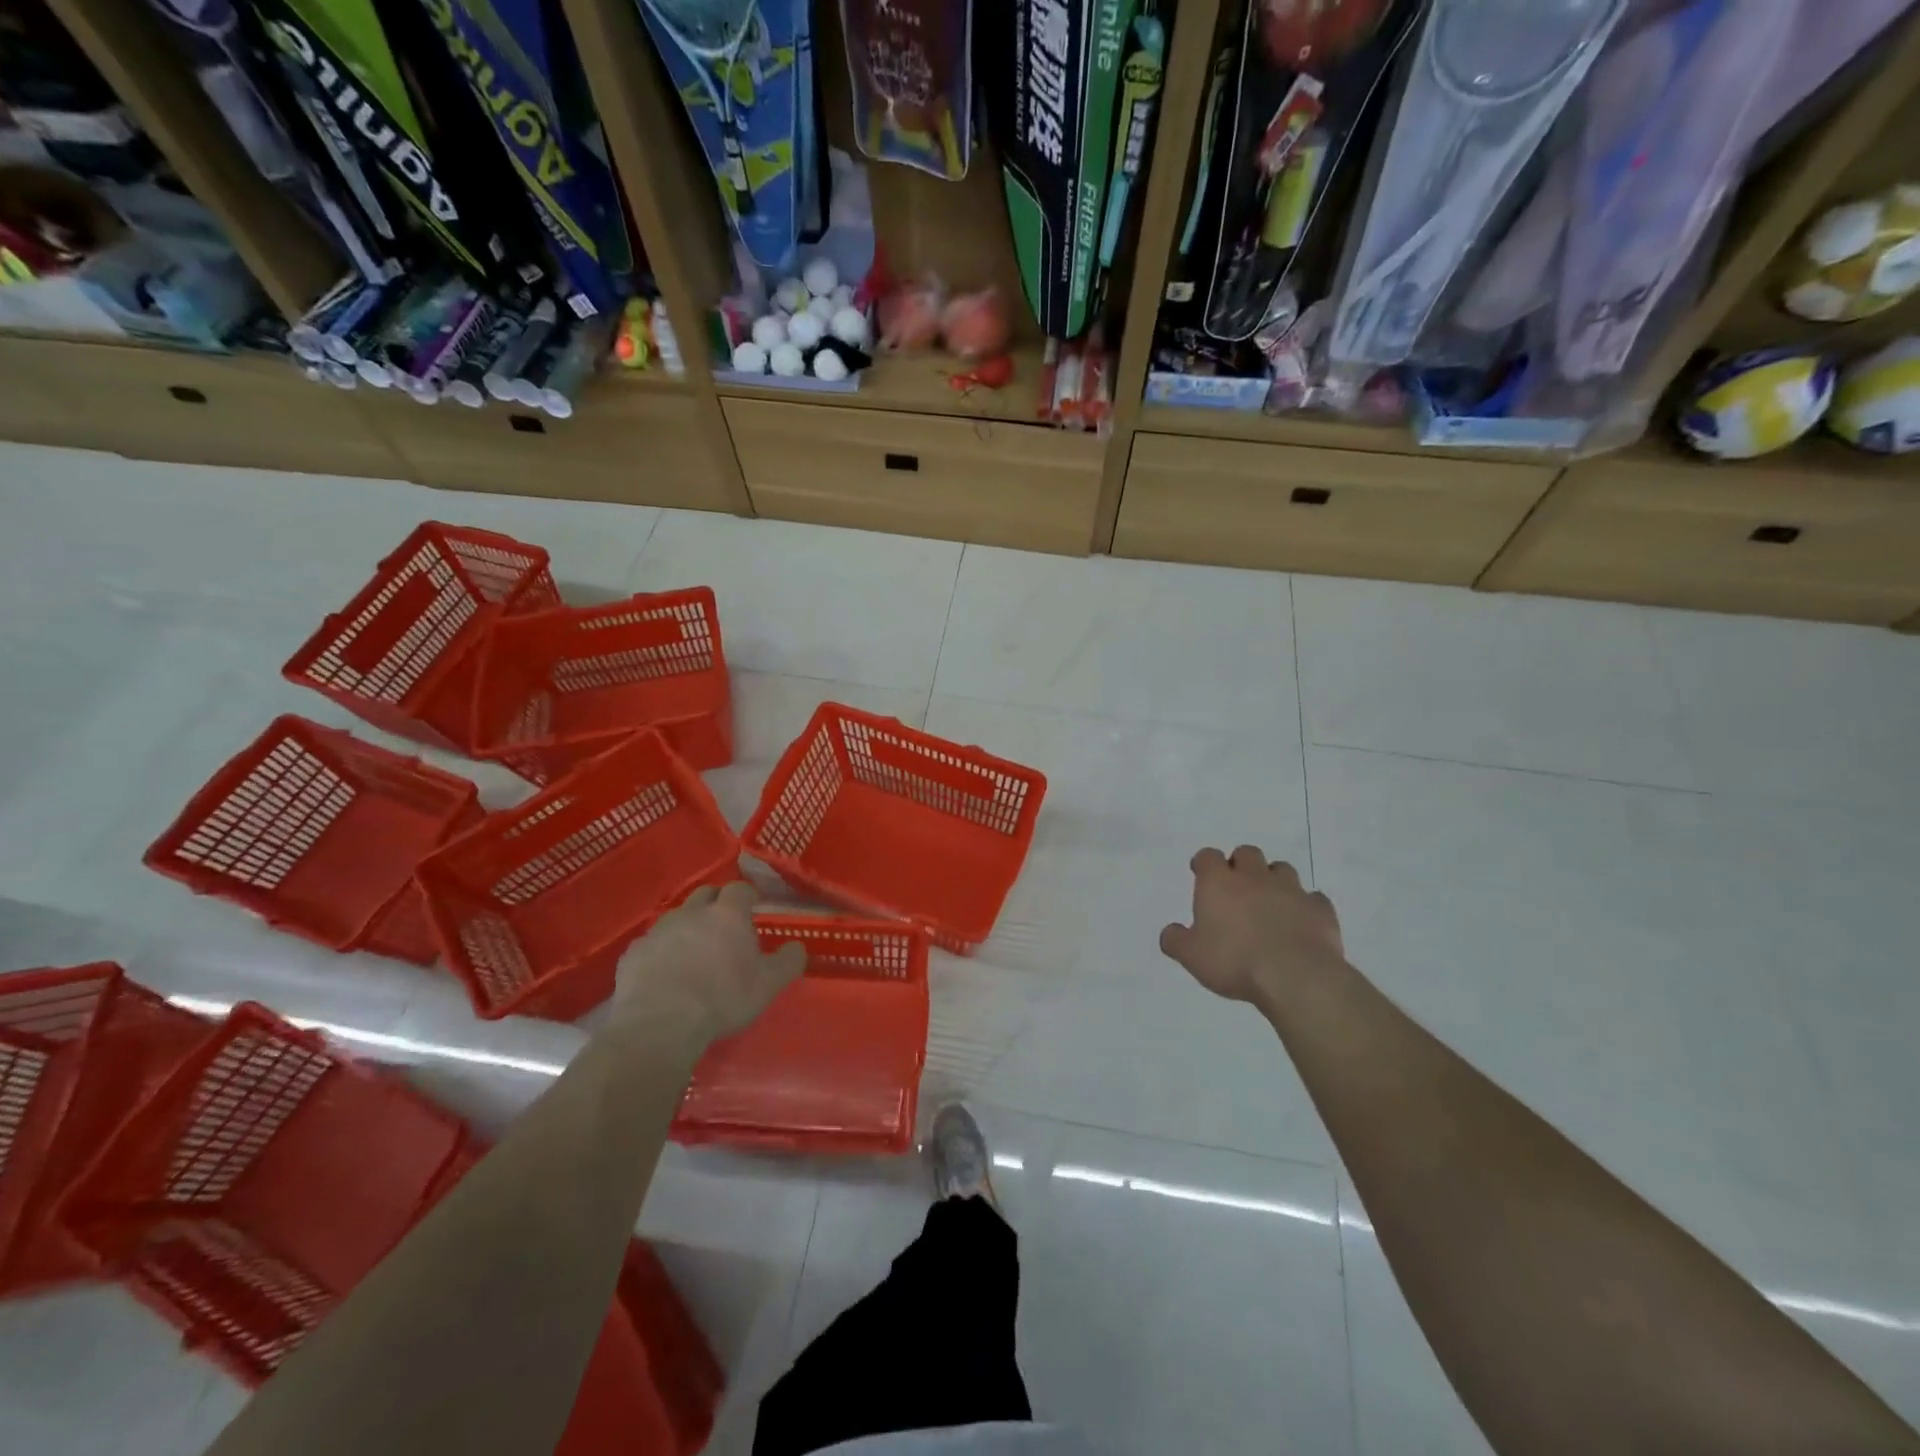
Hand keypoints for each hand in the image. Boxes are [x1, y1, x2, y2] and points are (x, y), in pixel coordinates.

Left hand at [613, 882, 804, 1044]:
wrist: (660, 1023)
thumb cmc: (722, 998)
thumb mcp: (768, 984)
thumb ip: (788, 961)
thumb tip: (797, 947)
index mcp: (727, 914)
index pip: (740, 889)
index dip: (748, 895)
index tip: (755, 906)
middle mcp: (692, 912)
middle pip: (706, 894)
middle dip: (717, 903)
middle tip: (725, 924)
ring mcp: (659, 930)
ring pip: (677, 917)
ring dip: (688, 926)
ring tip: (694, 950)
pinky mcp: (633, 952)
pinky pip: (652, 943)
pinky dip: (662, 950)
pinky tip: (665, 972)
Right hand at [1160, 846, 1343, 1004]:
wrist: (1295, 976)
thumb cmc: (1234, 961)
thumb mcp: (1191, 956)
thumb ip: (1176, 940)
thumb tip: (1170, 933)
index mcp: (1219, 882)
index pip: (1208, 856)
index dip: (1204, 863)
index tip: (1201, 873)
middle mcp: (1254, 877)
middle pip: (1247, 853)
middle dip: (1241, 864)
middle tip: (1237, 887)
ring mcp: (1291, 890)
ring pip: (1282, 869)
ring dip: (1274, 880)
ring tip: (1270, 902)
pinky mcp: (1320, 909)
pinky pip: (1313, 899)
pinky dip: (1305, 906)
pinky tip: (1301, 922)